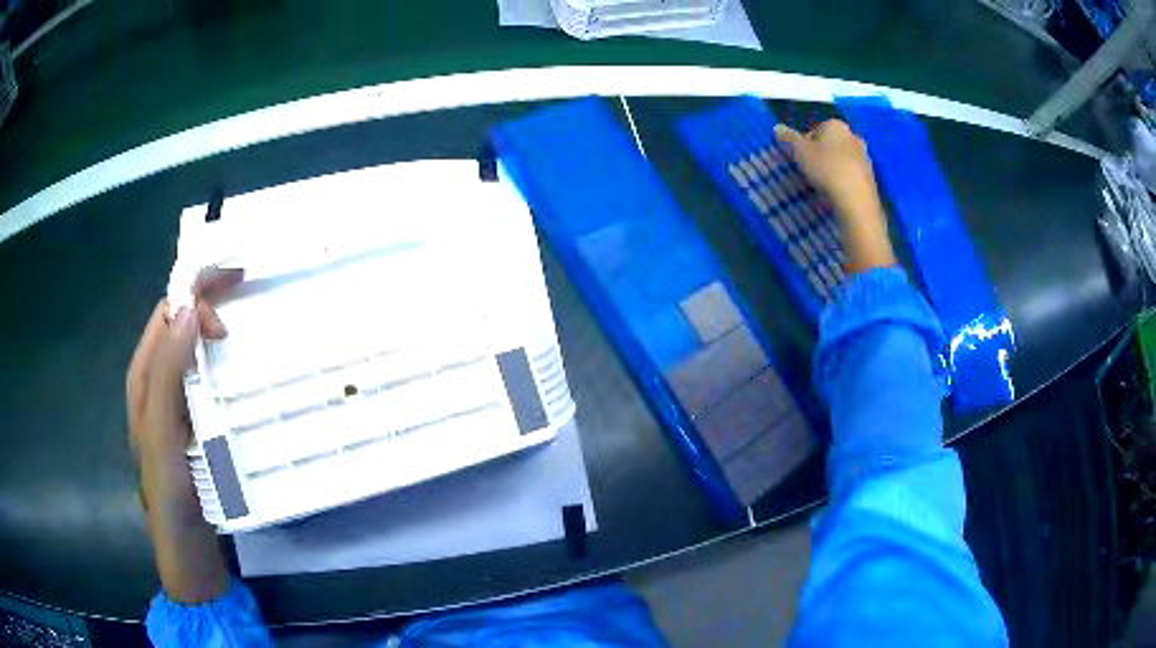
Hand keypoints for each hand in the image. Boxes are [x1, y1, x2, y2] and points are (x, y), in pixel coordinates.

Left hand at [126, 267, 241, 602]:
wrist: (188, 554)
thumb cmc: (170, 496)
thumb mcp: (162, 436)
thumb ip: (167, 374)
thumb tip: (187, 311)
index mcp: (143, 378)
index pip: (166, 314)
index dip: (193, 302)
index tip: (225, 325)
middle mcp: (156, 384)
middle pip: (179, 326)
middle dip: (205, 310)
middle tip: (235, 329)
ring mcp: (176, 406)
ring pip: (193, 352)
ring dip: (214, 337)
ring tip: (243, 342)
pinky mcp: (194, 426)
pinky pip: (205, 382)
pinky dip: (221, 368)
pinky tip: (237, 379)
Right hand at [775, 120, 896, 272]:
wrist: (856, 199)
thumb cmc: (826, 168)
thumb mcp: (800, 152)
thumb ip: (789, 138)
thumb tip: (777, 127)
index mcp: (835, 126)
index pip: (816, 129)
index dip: (805, 143)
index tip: (800, 157)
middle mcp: (853, 136)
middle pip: (832, 143)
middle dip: (822, 153)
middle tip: (810, 169)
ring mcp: (865, 156)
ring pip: (843, 158)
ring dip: (834, 166)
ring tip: (823, 183)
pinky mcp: (871, 175)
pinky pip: (852, 174)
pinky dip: (844, 179)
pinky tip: (837, 191)